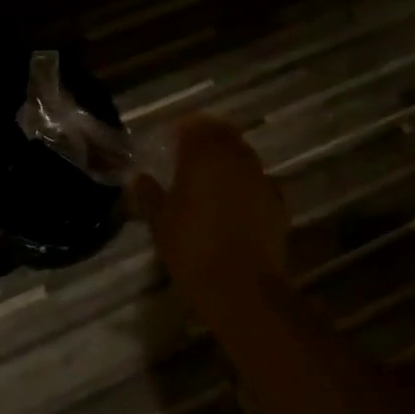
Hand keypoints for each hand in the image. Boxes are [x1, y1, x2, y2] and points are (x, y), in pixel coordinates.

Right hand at [130, 117, 288, 303]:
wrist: (241, 287)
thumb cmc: (192, 247)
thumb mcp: (159, 221)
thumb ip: (148, 193)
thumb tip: (136, 177)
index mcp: (203, 155)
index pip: (195, 125)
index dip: (183, 129)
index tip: (171, 140)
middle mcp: (235, 158)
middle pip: (224, 134)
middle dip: (209, 139)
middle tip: (191, 155)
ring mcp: (261, 179)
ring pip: (244, 156)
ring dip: (229, 160)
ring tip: (212, 179)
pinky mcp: (278, 204)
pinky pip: (260, 183)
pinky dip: (248, 185)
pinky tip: (237, 203)